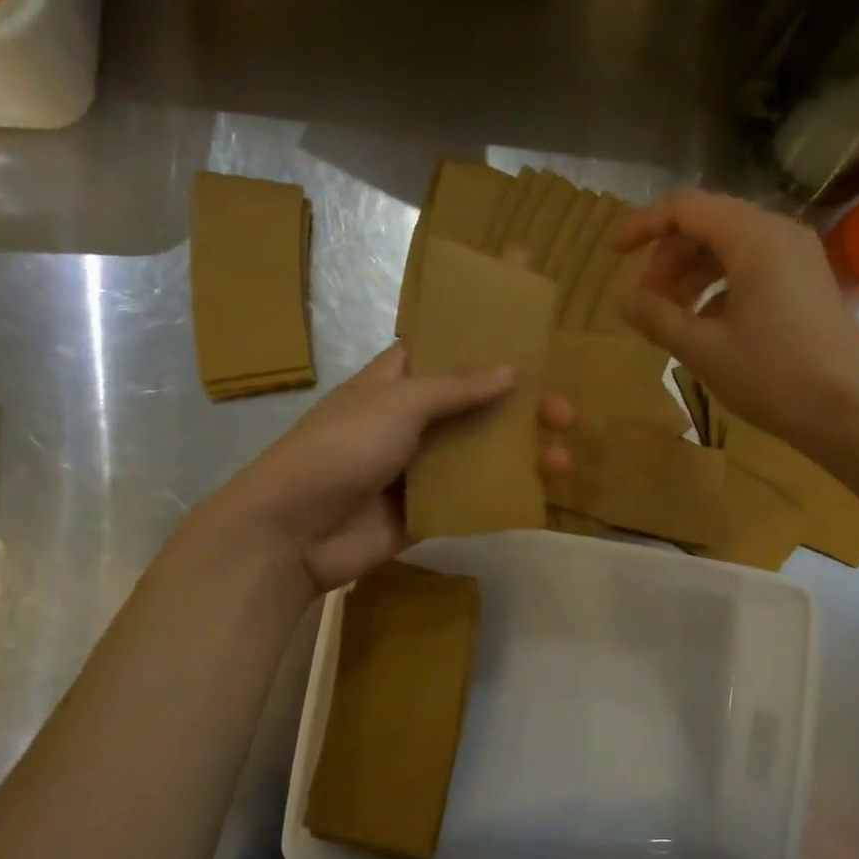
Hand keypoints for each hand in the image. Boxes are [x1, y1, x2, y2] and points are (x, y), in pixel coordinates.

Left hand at [186, 346, 572, 596]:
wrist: (294, 531)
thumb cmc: (341, 448)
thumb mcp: (398, 404)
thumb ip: (456, 388)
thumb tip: (512, 372)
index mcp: (399, 380)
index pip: (450, 346)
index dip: (488, 335)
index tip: (533, 328)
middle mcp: (414, 419)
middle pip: (479, 404)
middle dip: (523, 405)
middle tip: (564, 412)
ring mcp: (422, 467)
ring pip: (482, 452)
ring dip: (523, 452)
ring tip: (562, 459)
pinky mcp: (427, 509)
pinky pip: (473, 496)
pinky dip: (505, 492)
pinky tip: (539, 491)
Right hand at [613, 190, 858, 451]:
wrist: (850, 411)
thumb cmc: (773, 376)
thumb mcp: (703, 350)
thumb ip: (657, 318)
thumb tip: (625, 299)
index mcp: (753, 237)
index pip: (685, 208)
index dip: (643, 226)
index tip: (613, 254)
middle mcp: (779, 232)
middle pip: (707, 224)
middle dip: (669, 259)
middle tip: (648, 304)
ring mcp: (798, 256)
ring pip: (730, 247)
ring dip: (692, 276)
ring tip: (673, 319)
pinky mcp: (807, 281)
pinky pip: (752, 267)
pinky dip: (720, 287)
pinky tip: (708, 326)